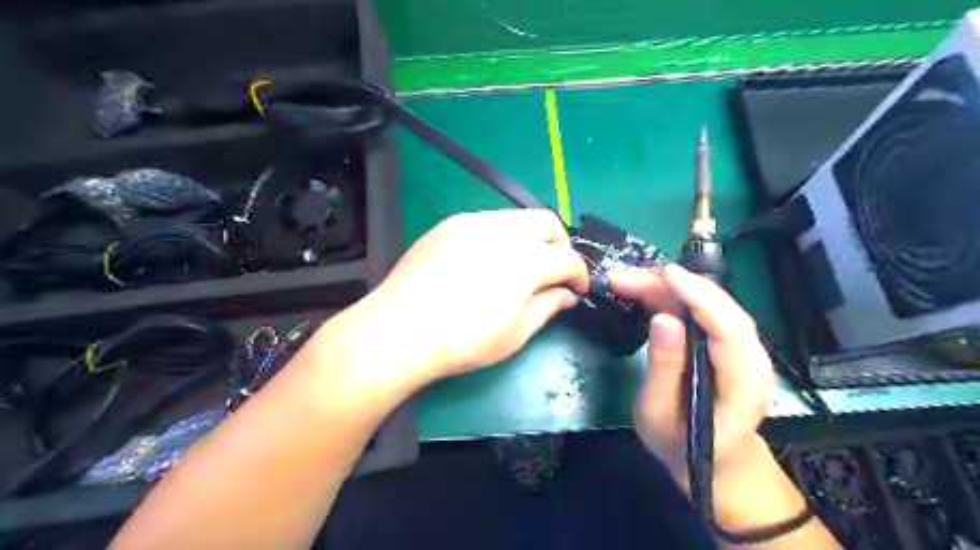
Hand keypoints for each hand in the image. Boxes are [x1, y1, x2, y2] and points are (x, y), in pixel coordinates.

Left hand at [342, 211, 583, 385]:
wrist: (399, 330)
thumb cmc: (462, 341)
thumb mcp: (514, 334)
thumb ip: (547, 307)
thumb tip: (566, 294)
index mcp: (525, 261)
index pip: (567, 257)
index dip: (579, 274)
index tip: (576, 290)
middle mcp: (502, 231)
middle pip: (547, 221)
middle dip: (560, 245)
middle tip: (554, 272)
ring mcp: (473, 222)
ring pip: (517, 218)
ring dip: (531, 238)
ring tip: (521, 267)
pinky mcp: (450, 224)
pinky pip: (488, 221)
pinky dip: (502, 236)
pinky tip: (487, 261)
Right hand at [609, 266, 777, 485]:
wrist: (715, 464)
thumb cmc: (683, 448)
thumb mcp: (660, 416)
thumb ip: (664, 369)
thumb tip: (663, 319)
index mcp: (744, 383)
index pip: (729, 328)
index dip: (699, 296)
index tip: (665, 274)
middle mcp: (751, 358)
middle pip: (718, 307)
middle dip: (672, 285)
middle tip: (625, 278)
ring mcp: (740, 348)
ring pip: (707, 303)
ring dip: (667, 287)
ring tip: (626, 281)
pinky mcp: (723, 343)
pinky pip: (699, 310)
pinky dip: (670, 296)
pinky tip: (643, 291)